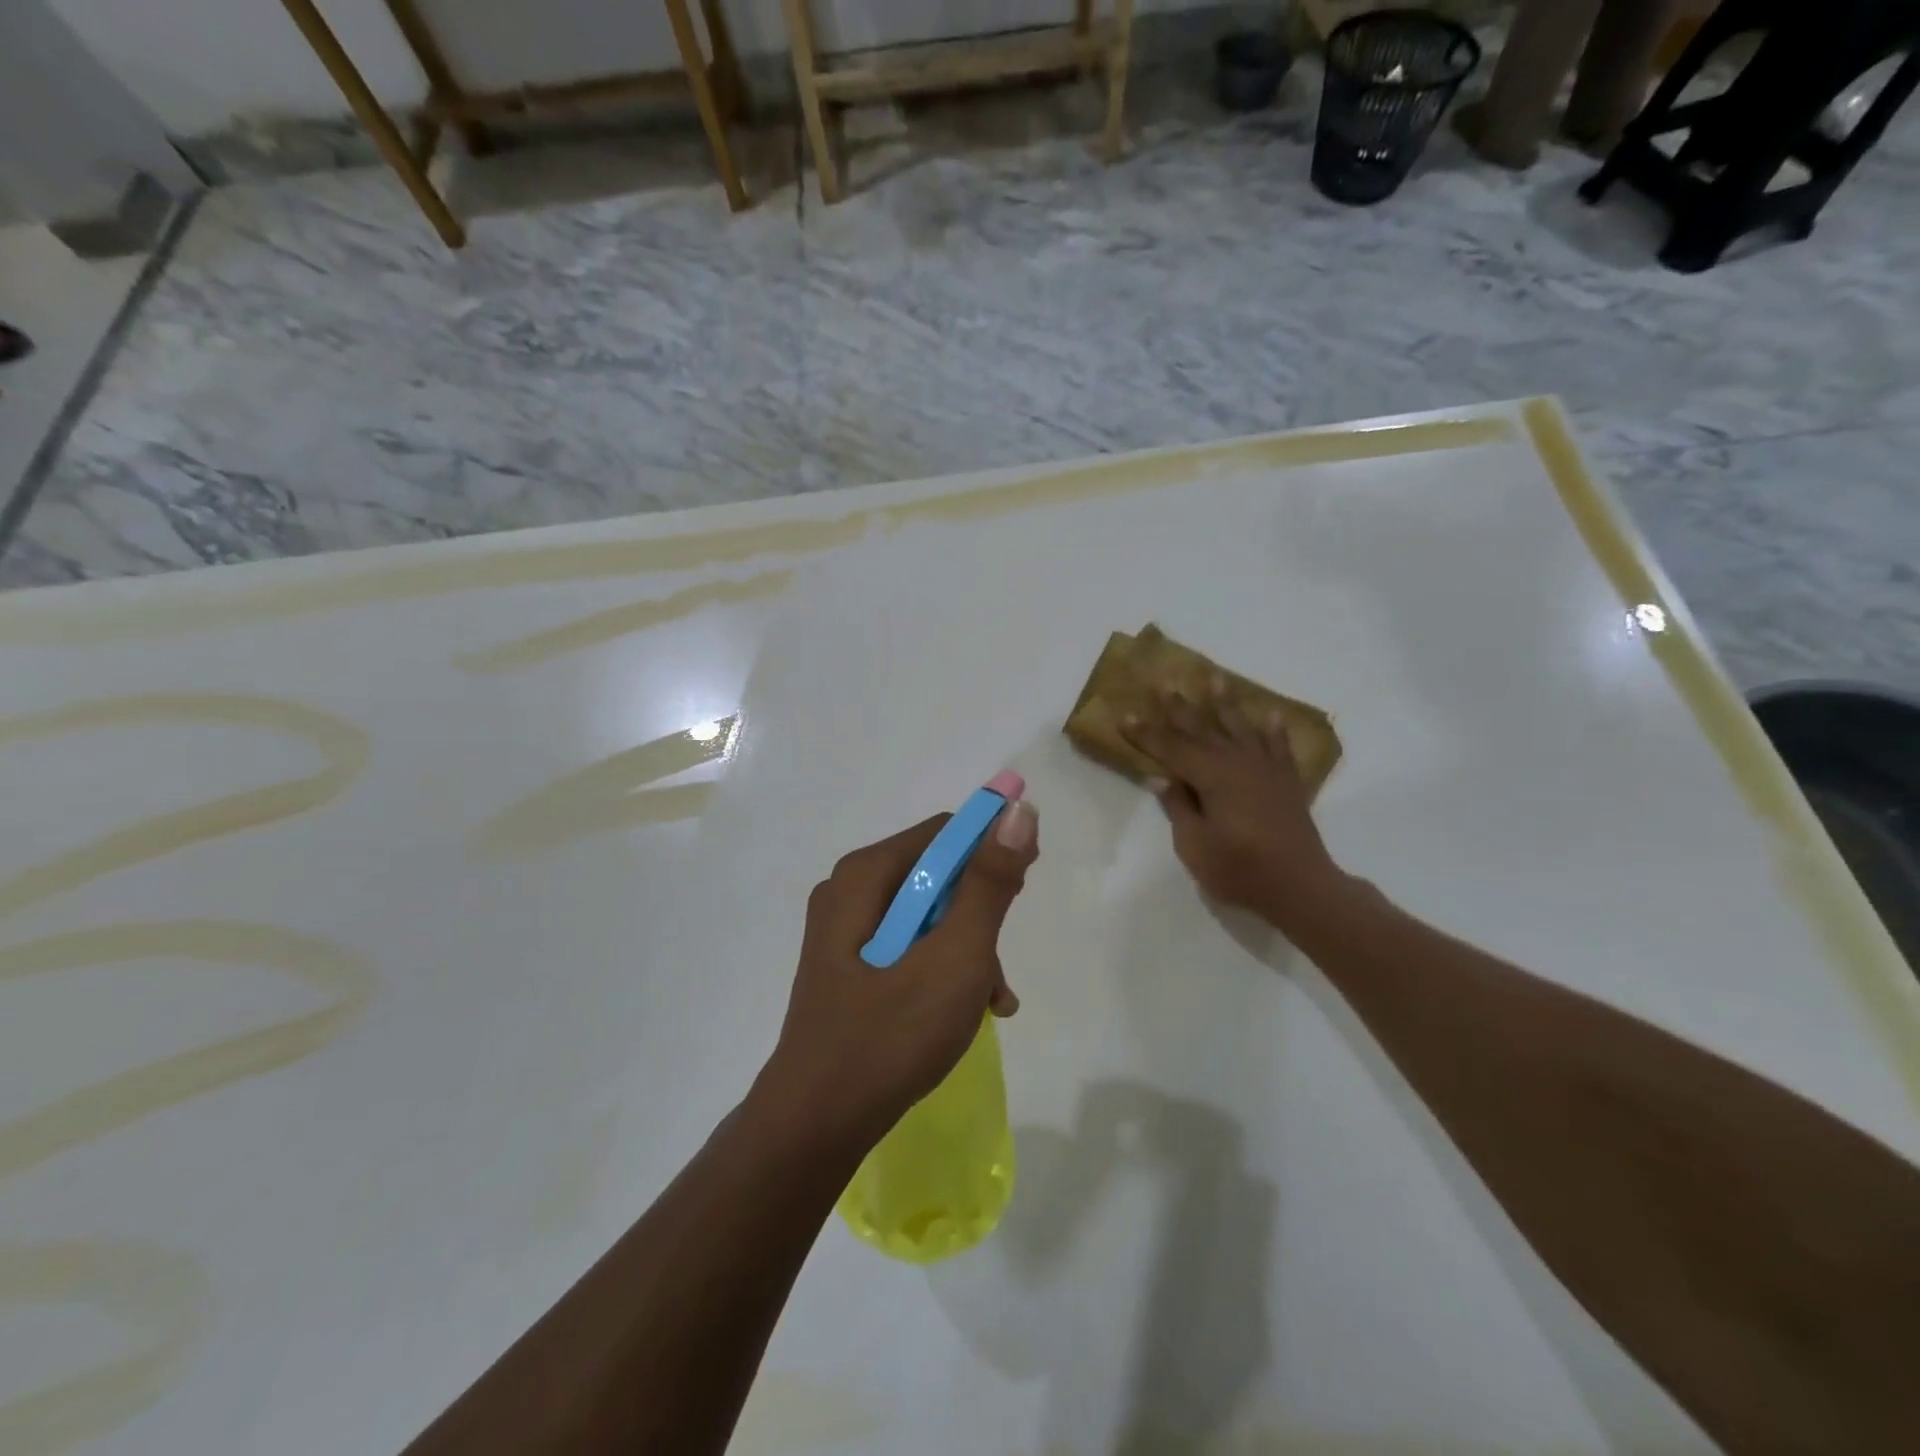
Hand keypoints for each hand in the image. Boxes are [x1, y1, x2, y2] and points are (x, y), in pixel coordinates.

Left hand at [759, 800, 1039, 1149]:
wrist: (817, 1124)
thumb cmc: (890, 1035)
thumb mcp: (955, 956)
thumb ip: (988, 884)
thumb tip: (1017, 811)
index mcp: (865, 875)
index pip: (944, 834)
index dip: (991, 852)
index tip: (1023, 889)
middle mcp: (850, 891)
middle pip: (936, 876)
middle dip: (979, 915)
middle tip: (998, 963)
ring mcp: (845, 931)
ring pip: (928, 917)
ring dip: (967, 950)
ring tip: (989, 1000)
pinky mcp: (849, 966)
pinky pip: (909, 947)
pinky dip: (942, 968)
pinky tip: (969, 1010)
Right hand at [1122, 681, 1348, 932]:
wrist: (1301, 887)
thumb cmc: (1241, 870)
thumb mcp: (1195, 846)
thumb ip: (1179, 808)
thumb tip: (1161, 778)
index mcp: (1212, 777)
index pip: (1170, 749)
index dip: (1146, 734)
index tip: (1125, 715)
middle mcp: (1238, 764)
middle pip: (1203, 730)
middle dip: (1180, 708)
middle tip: (1166, 682)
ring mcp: (1266, 770)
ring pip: (1240, 728)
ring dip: (1226, 704)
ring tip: (1216, 678)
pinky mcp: (1286, 782)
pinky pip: (1279, 747)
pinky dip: (1275, 730)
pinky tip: (1272, 715)